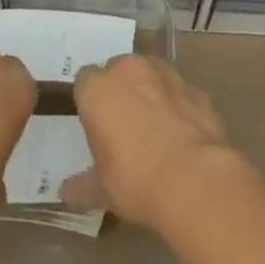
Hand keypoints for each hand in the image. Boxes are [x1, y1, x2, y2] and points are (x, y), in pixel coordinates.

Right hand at [61, 56, 238, 229]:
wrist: (196, 180)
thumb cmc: (136, 180)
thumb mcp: (102, 190)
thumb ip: (82, 185)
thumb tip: (66, 193)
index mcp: (98, 89)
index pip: (84, 81)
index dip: (90, 101)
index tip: (96, 124)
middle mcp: (130, 70)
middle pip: (119, 70)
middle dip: (121, 90)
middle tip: (124, 126)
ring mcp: (167, 75)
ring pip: (152, 74)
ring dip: (151, 92)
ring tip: (156, 129)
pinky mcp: (198, 89)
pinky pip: (180, 92)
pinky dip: (179, 106)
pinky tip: (183, 136)